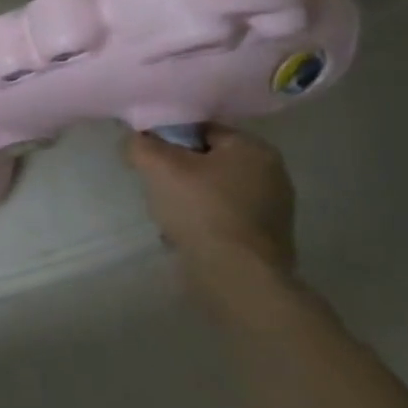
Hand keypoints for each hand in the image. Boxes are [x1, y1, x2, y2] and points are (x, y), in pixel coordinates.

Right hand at [126, 124, 295, 276]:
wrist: (237, 278)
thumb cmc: (202, 211)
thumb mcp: (158, 167)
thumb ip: (141, 144)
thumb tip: (135, 140)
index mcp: (253, 148)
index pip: (200, 129)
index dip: (168, 140)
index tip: (148, 158)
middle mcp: (271, 173)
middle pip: (207, 160)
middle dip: (178, 172)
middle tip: (156, 187)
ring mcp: (273, 209)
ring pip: (213, 191)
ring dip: (188, 199)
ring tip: (168, 215)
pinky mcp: (266, 239)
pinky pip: (223, 218)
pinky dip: (203, 222)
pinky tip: (185, 236)